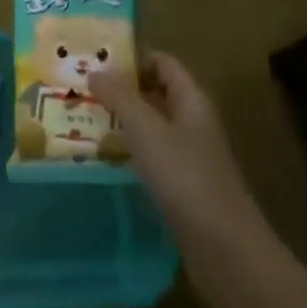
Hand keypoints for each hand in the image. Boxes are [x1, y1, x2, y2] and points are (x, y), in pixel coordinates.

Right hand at [89, 53, 268, 285]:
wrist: (225, 250)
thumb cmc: (185, 178)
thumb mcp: (146, 129)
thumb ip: (120, 97)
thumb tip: (96, 71)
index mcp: (192, 99)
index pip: (162, 62)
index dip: (132, 57)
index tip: (96, 60)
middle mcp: (193, 122)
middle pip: (156, 92)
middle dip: (121, 89)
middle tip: (82, 89)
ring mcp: (190, 156)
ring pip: (152, 126)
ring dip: (122, 121)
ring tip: (82, 119)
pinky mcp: (183, 186)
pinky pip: (152, 156)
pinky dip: (129, 151)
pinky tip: (104, 158)